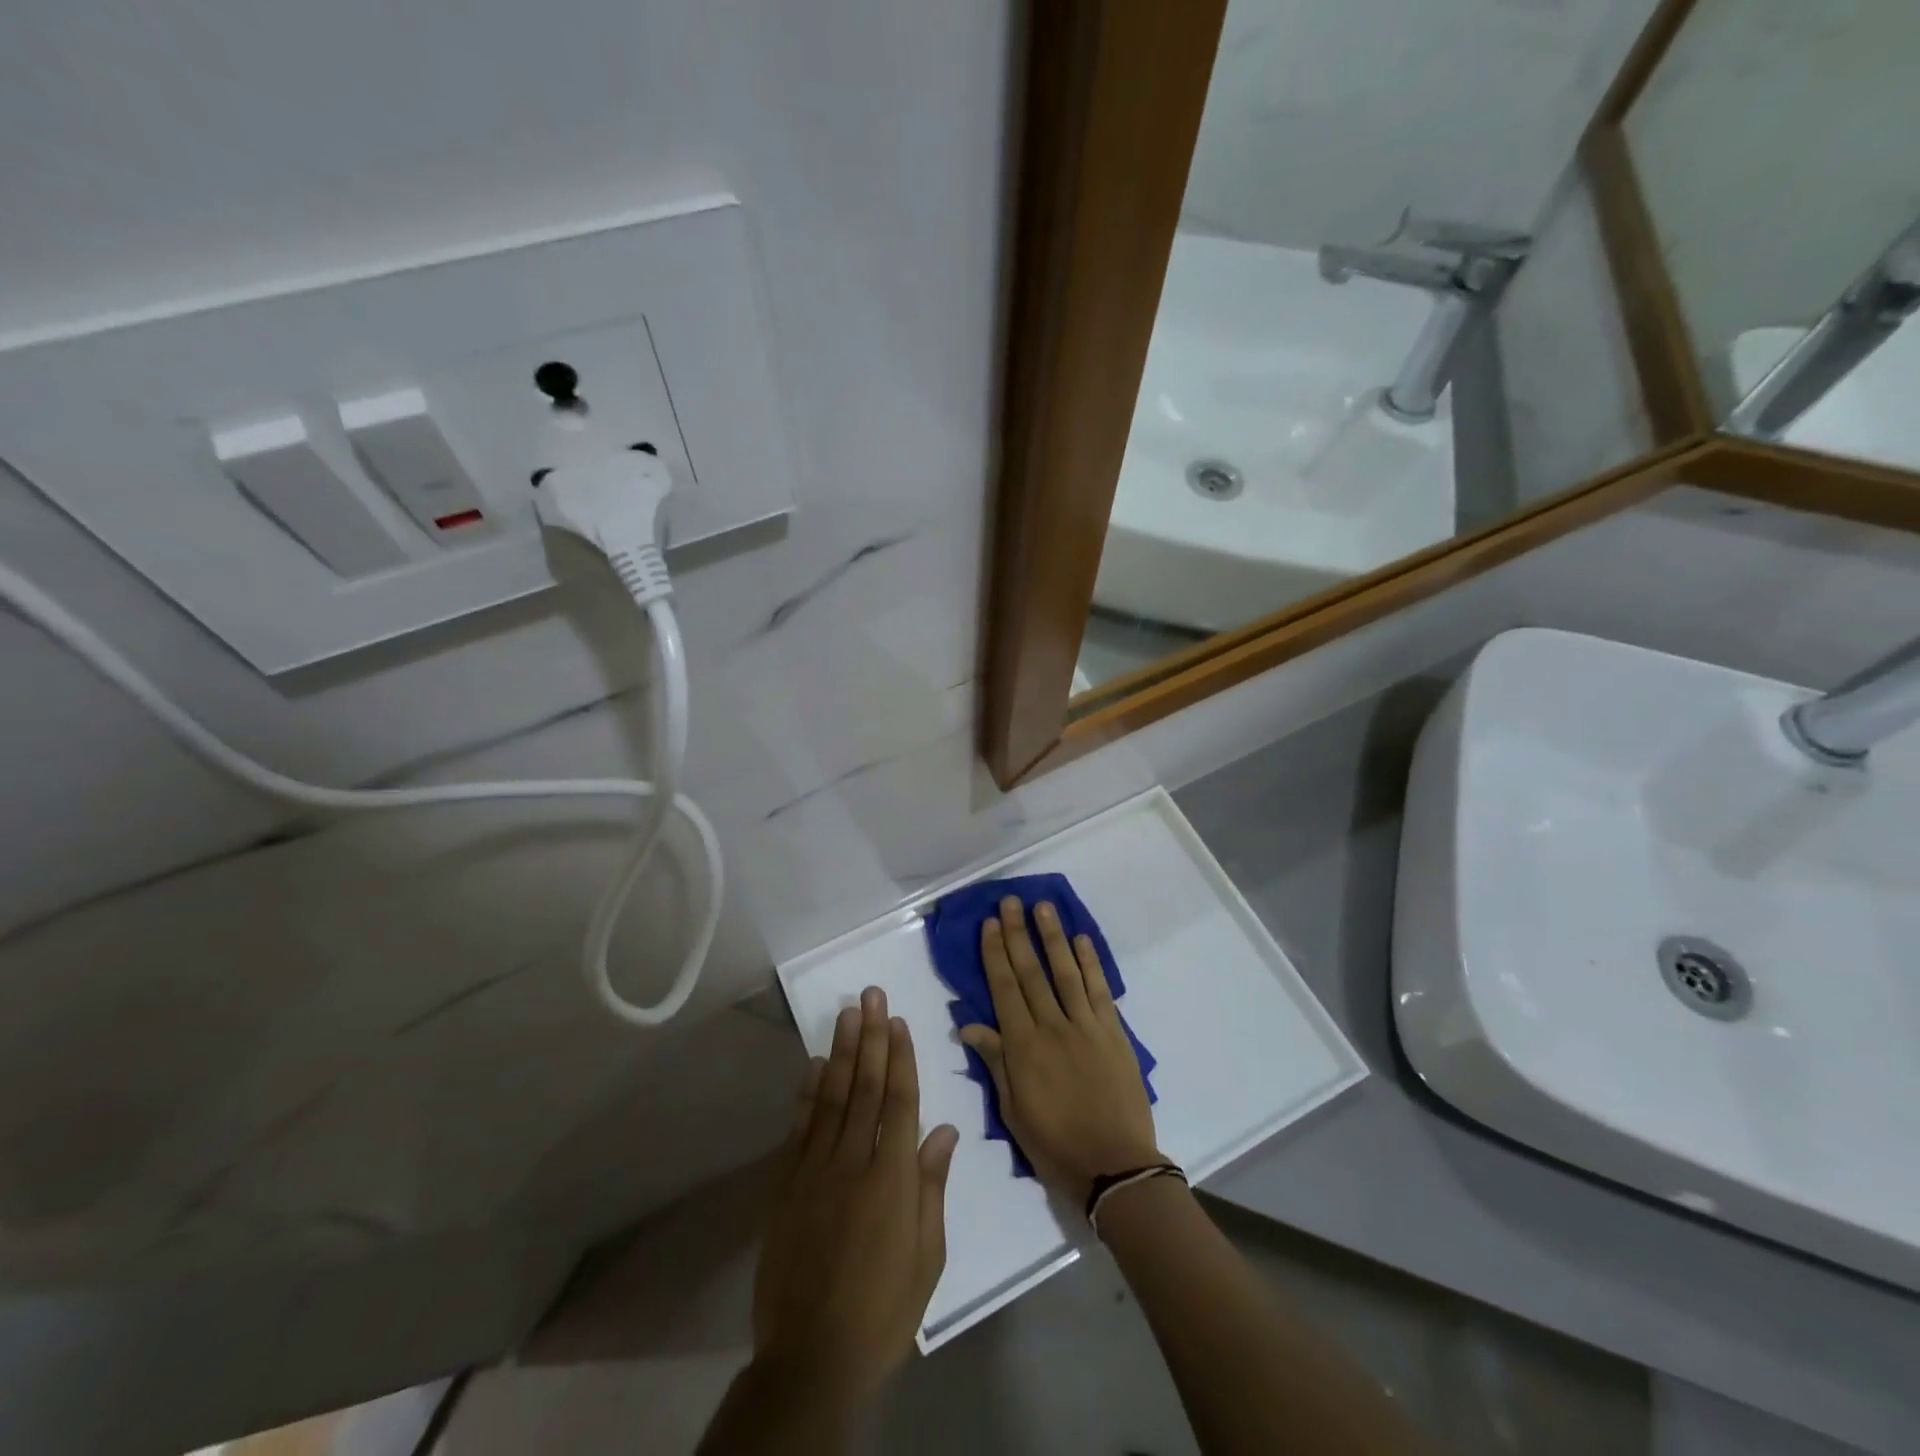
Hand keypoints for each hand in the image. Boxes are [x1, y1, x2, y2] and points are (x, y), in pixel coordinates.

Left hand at [752, 987, 959, 1407]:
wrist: (811, 1357)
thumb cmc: (883, 1309)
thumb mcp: (927, 1256)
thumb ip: (932, 1186)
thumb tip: (944, 1130)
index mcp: (893, 1178)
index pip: (900, 1102)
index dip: (900, 1057)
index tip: (898, 1021)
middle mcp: (854, 1161)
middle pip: (866, 1087)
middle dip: (871, 1037)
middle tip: (871, 995)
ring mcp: (815, 1170)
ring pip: (833, 1097)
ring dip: (842, 1052)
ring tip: (847, 1014)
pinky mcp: (786, 1186)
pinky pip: (800, 1128)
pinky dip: (808, 1093)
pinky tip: (815, 1066)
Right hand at [958, 897, 1159, 1205]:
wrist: (1115, 1165)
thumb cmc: (1055, 1144)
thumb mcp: (1013, 1110)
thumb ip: (995, 1062)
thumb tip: (969, 1025)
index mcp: (1023, 1047)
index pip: (1004, 989)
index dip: (995, 954)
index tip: (989, 924)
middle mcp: (1052, 1026)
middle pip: (1031, 972)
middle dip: (1018, 934)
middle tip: (1010, 901)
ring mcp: (1086, 1026)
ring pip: (1065, 972)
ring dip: (1053, 937)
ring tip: (1043, 907)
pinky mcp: (1113, 1032)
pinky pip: (1099, 990)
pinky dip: (1090, 963)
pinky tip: (1081, 940)